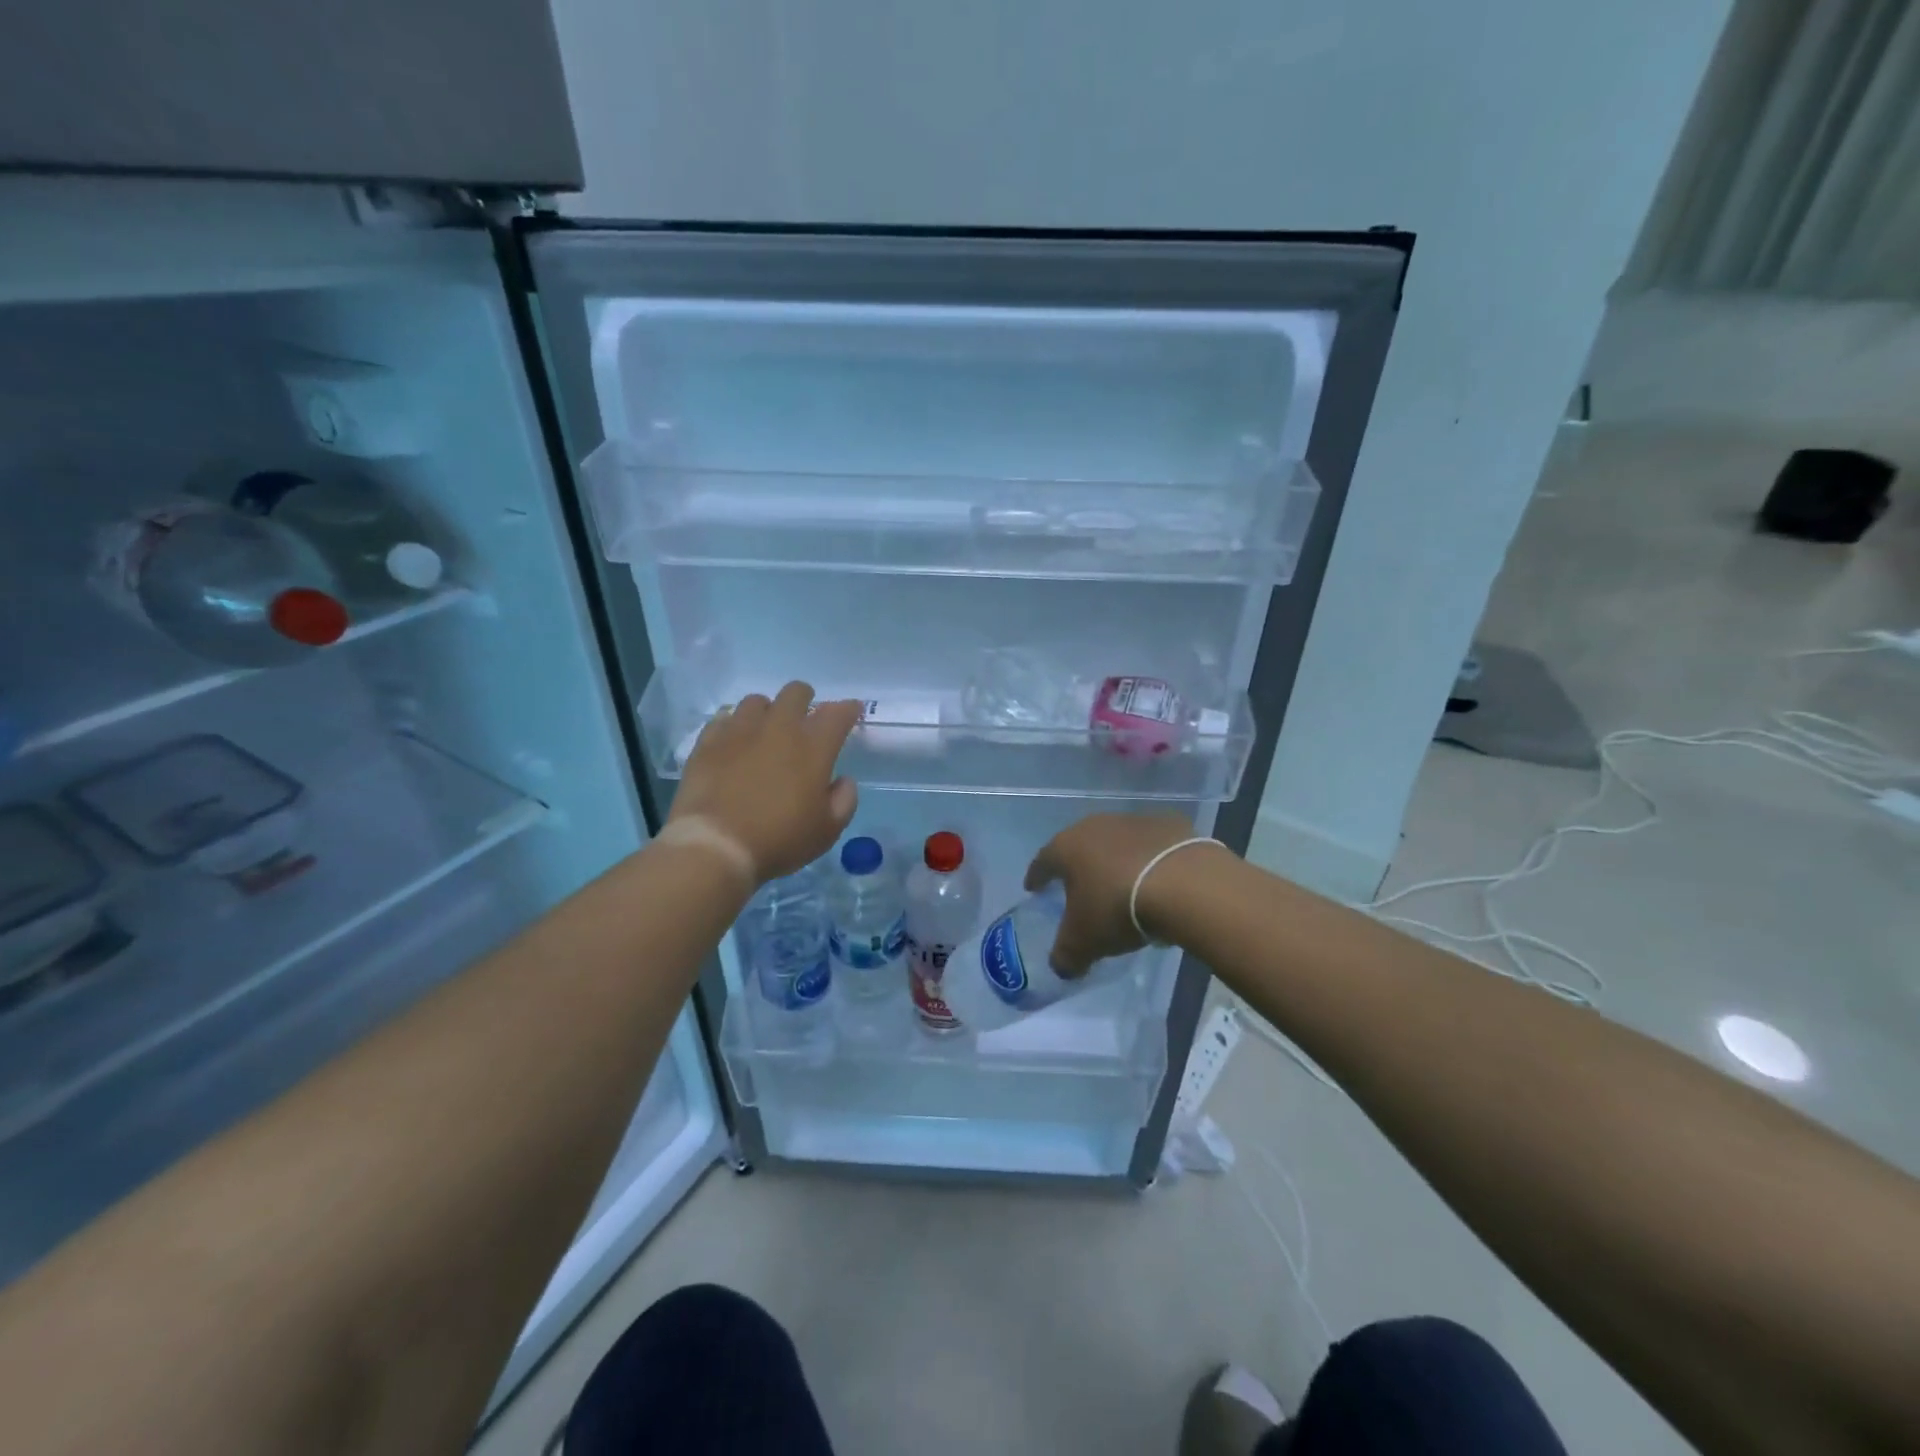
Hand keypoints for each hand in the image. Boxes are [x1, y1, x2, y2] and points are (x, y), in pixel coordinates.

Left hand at [671, 683, 860, 881]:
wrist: (715, 846)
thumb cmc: (779, 839)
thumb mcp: (827, 830)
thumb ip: (844, 800)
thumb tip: (842, 780)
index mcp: (813, 747)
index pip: (838, 713)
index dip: (848, 709)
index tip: (851, 712)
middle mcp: (778, 728)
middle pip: (796, 692)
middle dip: (806, 700)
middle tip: (805, 719)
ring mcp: (739, 731)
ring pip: (756, 701)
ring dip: (767, 712)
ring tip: (765, 731)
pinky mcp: (708, 742)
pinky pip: (723, 719)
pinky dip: (734, 726)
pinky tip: (734, 742)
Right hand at [1023, 812, 1210, 974]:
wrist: (1183, 884)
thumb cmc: (1117, 908)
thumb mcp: (1084, 942)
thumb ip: (1065, 955)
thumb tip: (1062, 966)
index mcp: (1067, 847)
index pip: (1043, 861)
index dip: (1037, 877)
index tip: (1033, 888)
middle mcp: (1096, 826)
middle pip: (1080, 846)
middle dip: (1077, 866)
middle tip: (1078, 887)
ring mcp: (1134, 821)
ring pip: (1116, 841)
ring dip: (1115, 860)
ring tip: (1121, 884)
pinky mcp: (1169, 824)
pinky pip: (1152, 844)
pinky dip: (1149, 858)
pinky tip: (1157, 878)